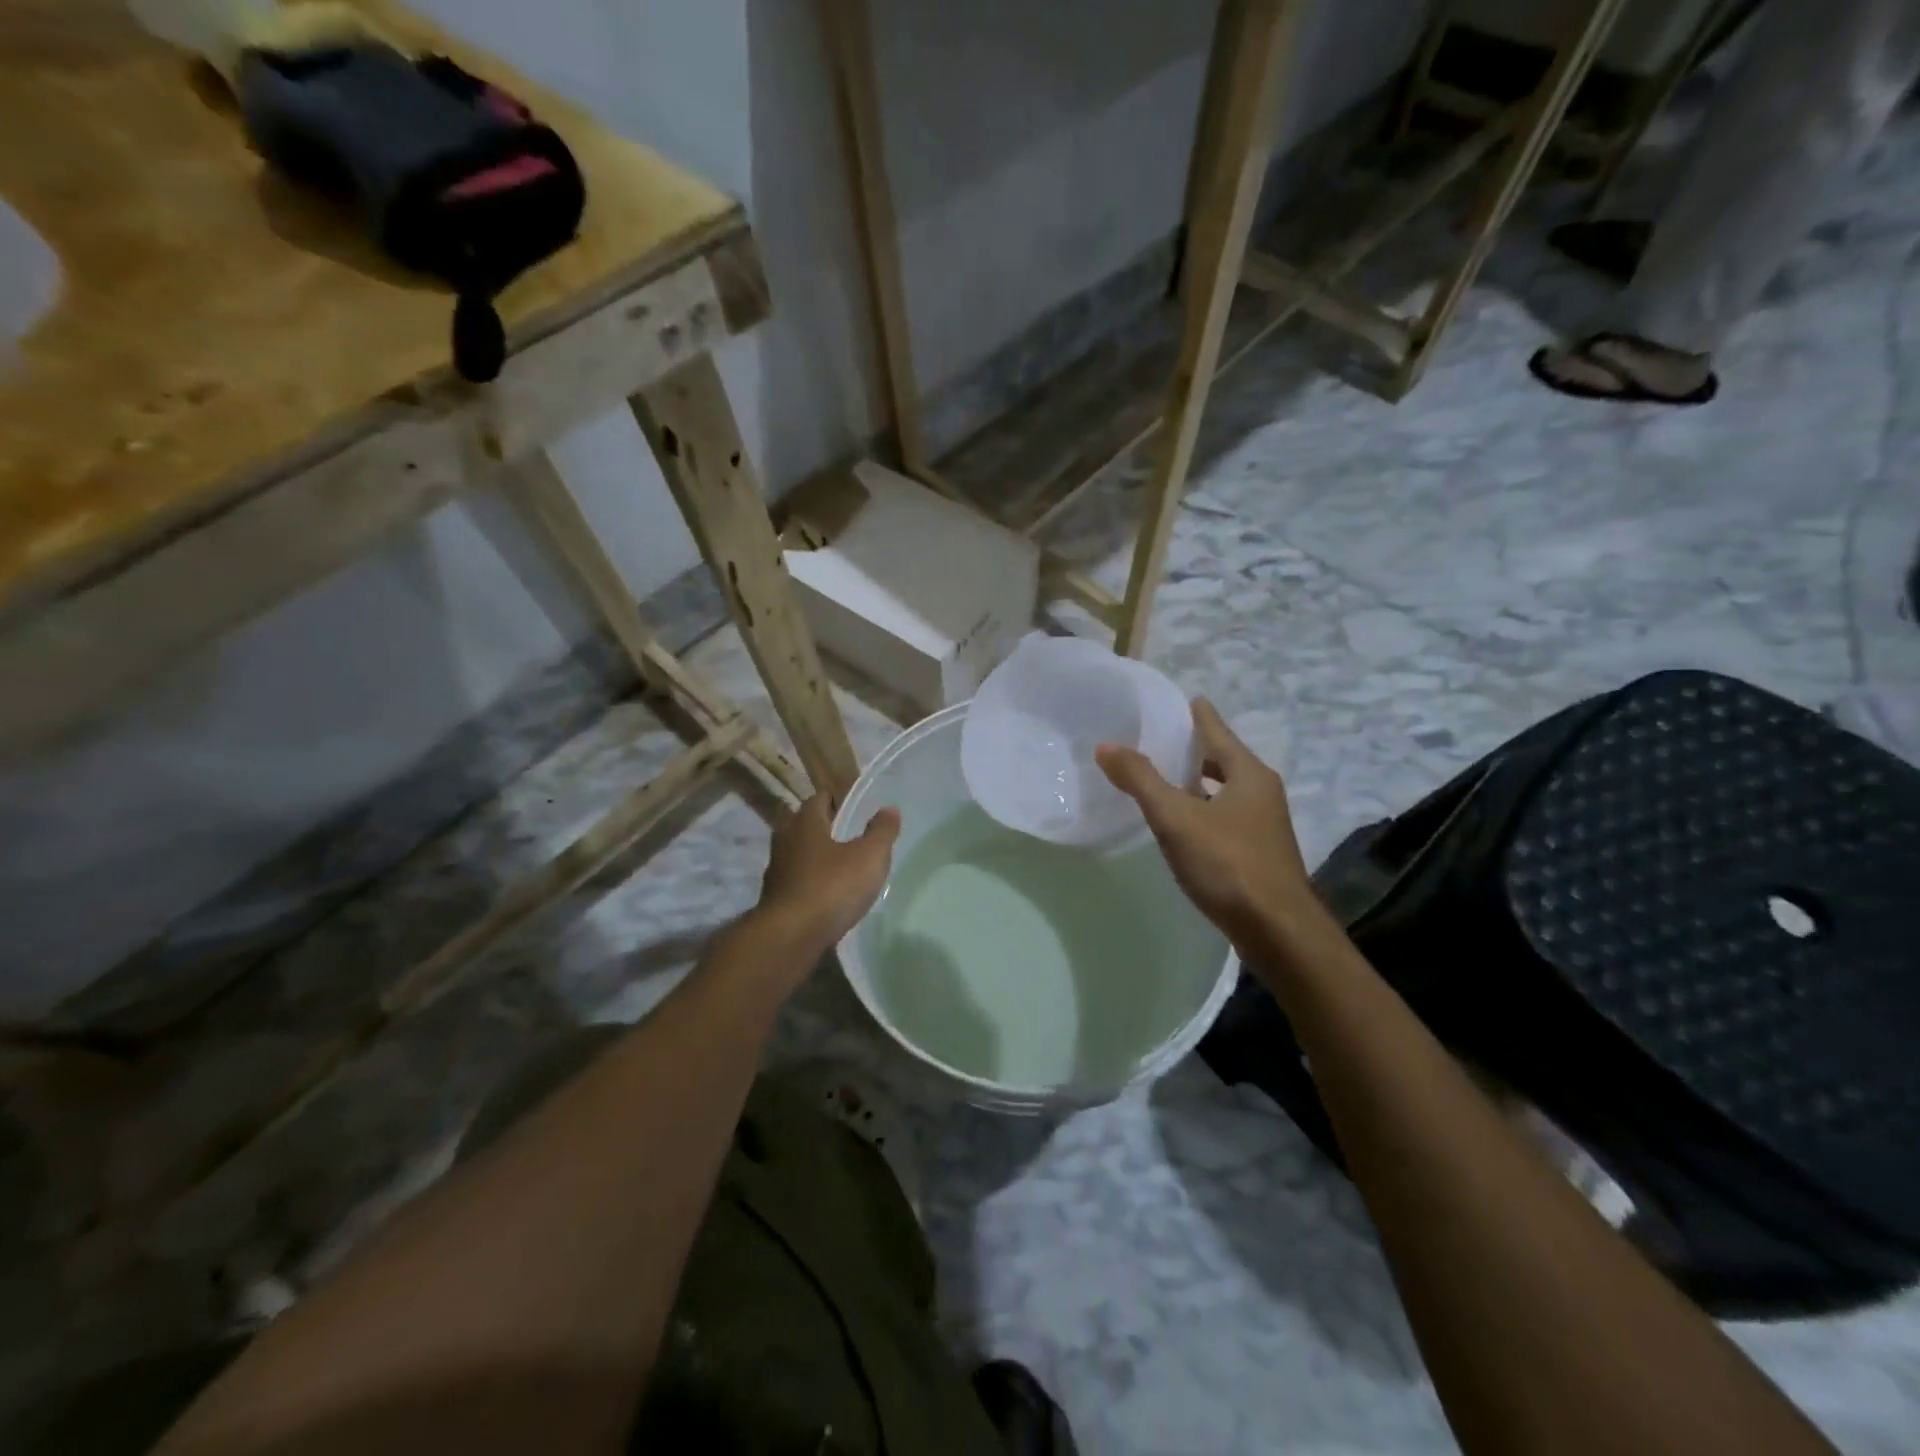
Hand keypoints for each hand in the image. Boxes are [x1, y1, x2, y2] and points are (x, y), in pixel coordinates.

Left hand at [752, 792, 900, 961]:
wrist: (790, 937)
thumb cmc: (831, 887)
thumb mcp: (869, 856)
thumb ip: (881, 831)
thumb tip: (889, 809)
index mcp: (804, 822)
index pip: (819, 798)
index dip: (839, 799)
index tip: (858, 807)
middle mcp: (785, 840)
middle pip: (807, 825)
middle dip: (828, 828)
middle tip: (854, 835)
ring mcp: (777, 871)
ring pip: (800, 854)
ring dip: (819, 857)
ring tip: (845, 866)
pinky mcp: (776, 899)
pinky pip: (798, 881)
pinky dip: (813, 882)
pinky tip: (831, 894)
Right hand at [1096, 699, 1316, 949]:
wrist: (1278, 931)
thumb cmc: (1228, 864)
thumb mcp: (1176, 818)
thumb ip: (1141, 780)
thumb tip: (1106, 745)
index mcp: (1248, 773)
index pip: (1216, 729)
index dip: (1196, 714)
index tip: (1180, 699)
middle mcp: (1261, 792)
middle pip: (1222, 759)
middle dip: (1192, 750)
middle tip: (1156, 740)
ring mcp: (1262, 824)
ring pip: (1223, 791)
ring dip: (1196, 783)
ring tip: (1161, 778)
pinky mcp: (1257, 853)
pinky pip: (1223, 817)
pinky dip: (1201, 810)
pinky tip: (1180, 824)